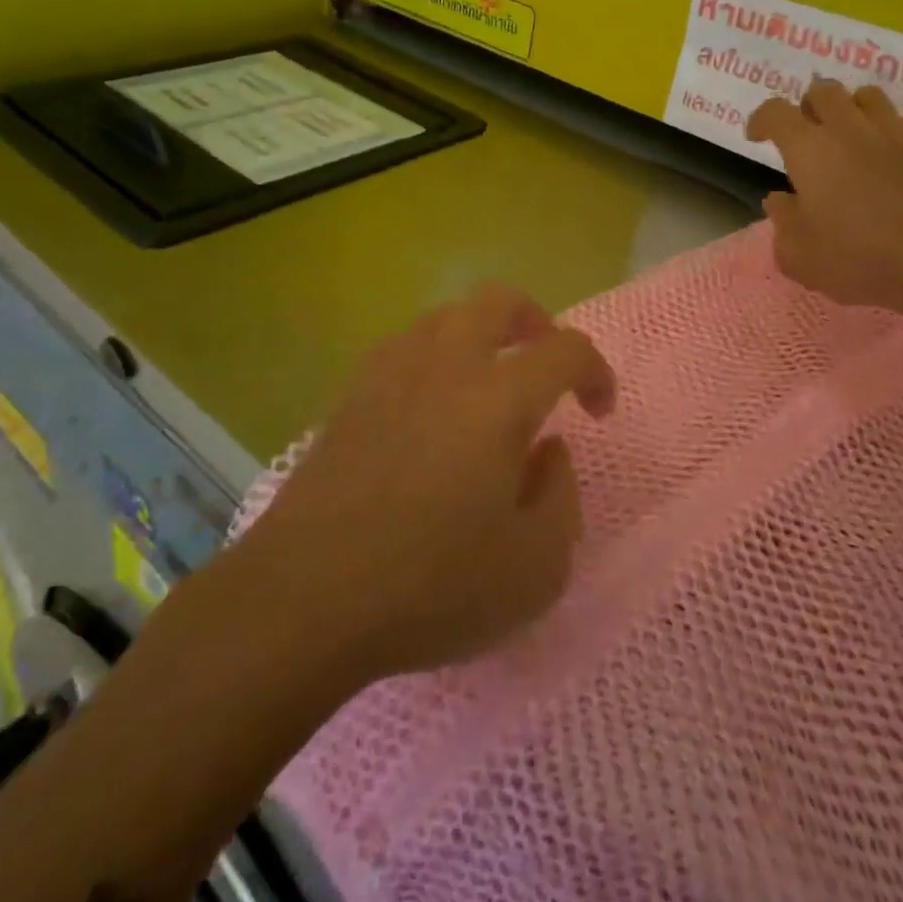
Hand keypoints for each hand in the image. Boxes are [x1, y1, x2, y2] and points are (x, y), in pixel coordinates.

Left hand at [242, 285, 615, 682]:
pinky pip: (405, 347)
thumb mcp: (534, 569)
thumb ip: (561, 497)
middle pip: (497, 301)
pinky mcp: (350, 395)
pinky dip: (435, 357)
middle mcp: (445, 366)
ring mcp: (390, 374)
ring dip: (481, 334)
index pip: (564, 350)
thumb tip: (548, 451)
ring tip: (489, 383)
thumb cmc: (430, 587)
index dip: (595, 370)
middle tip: (545, 362)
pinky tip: (432, 407)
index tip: (598, 410)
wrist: (304, 600)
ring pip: (446, 316)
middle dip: (535, 320)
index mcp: (497, 400)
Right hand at [746, 77, 902, 317]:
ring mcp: (894, 132)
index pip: (775, 112)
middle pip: (823, 90)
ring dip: (852, 110)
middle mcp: (849, 128)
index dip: (761, 119)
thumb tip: (780, 199)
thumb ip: (782, 220)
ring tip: (850, 136)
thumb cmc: (856, 259)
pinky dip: (894, 131)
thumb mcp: (798, 254)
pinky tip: (892, 154)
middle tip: (807, 134)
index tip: (757, 137)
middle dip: (808, 106)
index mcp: (809, 150)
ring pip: (868, 96)